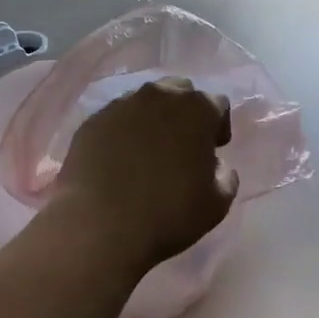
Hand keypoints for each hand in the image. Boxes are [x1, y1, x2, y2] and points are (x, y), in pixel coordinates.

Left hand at [52, 77, 239, 272]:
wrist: (101, 226)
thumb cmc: (168, 214)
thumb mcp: (217, 204)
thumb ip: (225, 175)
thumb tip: (215, 165)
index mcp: (197, 109)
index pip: (217, 104)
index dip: (218, 126)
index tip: (213, 149)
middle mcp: (160, 95)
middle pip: (180, 92)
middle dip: (185, 113)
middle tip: (182, 145)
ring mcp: (122, 104)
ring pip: (145, 101)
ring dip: (152, 119)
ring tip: (147, 151)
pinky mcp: (93, 120)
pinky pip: (116, 118)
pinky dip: (122, 131)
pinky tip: (118, 160)